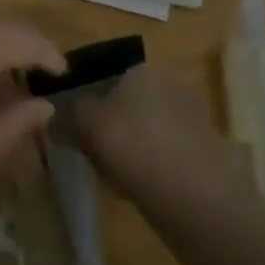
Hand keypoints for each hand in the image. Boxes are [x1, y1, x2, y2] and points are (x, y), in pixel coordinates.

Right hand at [72, 59, 245, 209]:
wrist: (194, 195)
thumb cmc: (132, 144)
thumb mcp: (84, 120)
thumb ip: (69, 109)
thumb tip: (61, 107)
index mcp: (141, 69)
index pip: (102, 74)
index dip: (82, 98)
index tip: (70, 123)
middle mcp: (169, 84)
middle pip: (123, 102)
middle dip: (106, 123)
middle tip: (87, 149)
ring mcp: (190, 117)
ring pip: (142, 128)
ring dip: (125, 145)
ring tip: (108, 172)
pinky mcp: (203, 150)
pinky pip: (161, 151)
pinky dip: (146, 164)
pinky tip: (133, 185)